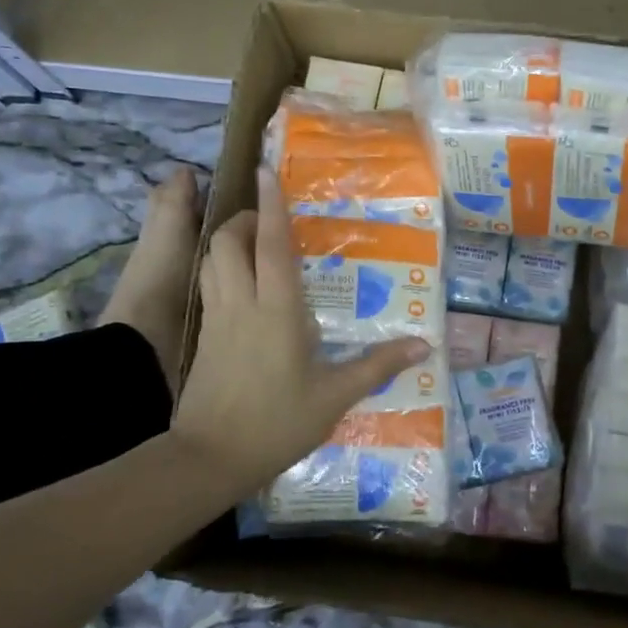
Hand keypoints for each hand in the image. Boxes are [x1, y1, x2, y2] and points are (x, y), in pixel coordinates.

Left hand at [172, 169, 430, 496]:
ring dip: (229, 243)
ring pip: (211, 261)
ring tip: (255, 248)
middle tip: (271, 224)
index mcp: (277, 310)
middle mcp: (241, 303)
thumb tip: (423, 345)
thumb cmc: (278, 423)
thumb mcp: (334, 397)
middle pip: (228, 242)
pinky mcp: (204, 337)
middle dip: (245, 221)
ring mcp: (216, 319)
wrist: (210, 457)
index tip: (266, 171)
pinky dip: (220, 270)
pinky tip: (242, 289)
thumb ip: (377, 366)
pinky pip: (208, 286)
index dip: (269, 205)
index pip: (270, 244)